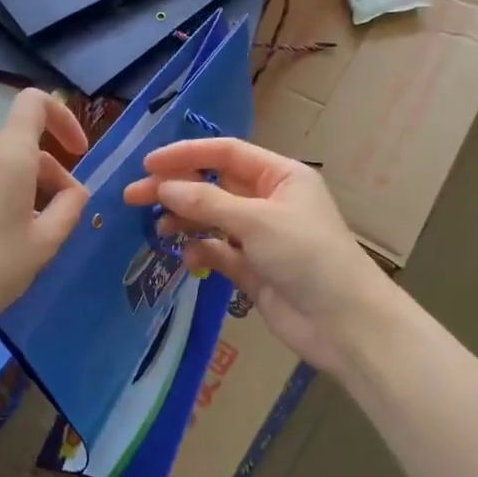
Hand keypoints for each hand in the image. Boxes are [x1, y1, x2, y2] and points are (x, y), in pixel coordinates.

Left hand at [0, 89, 88, 344]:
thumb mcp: (45, 242)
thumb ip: (70, 207)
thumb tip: (75, 190)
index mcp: (9, 155)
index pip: (34, 103)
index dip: (63, 117)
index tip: (79, 151)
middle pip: (21, 140)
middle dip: (49, 169)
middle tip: (62, 212)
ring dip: (23, 179)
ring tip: (33, 223)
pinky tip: (2, 233)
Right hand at [123, 137, 390, 375]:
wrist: (344, 322)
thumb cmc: (307, 256)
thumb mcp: (257, 221)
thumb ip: (207, 204)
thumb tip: (164, 188)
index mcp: (280, 176)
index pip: (226, 154)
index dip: (187, 154)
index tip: (148, 164)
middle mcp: (269, 200)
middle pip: (214, 186)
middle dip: (177, 188)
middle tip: (134, 196)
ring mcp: (260, 236)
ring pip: (213, 219)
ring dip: (185, 220)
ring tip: (157, 228)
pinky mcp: (253, 269)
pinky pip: (218, 251)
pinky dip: (201, 250)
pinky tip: (187, 254)